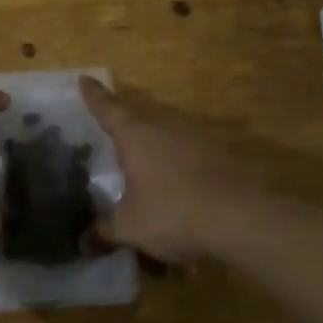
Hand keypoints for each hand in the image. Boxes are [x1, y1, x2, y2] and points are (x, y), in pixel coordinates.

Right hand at [83, 77, 256, 262]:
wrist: (241, 218)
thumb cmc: (173, 213)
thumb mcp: (131, 228)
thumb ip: (105, 232)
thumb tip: (82, 243)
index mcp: (136, 135)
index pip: (108, 108)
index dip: (94, 95)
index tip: (85, 78)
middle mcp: (165, 126)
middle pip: (140, 118)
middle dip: (126, 124)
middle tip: (113, 130)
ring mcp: (197, 137)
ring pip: (168, 136)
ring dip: (157, 150)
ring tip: (147, 172)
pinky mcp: (221, 155)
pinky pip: (191, 156)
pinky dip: (182, 170)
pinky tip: (182, 194)